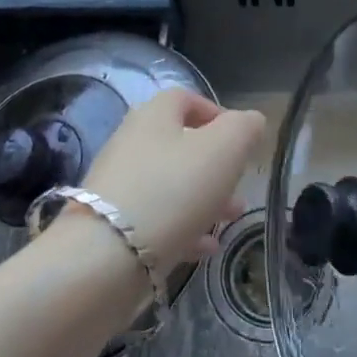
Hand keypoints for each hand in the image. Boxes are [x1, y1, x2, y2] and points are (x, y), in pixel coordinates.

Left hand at [80, 89, 265, 269]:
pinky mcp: (111, 226)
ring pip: (171, 184)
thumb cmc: (173, 190)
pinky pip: (156, 219)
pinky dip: (184, 227)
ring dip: (205, 198)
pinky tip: (205, 247)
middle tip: (241, 184)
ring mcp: (118, 186)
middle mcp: (131, 144)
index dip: (216, 112)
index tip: (241, 139)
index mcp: (154, 116)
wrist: (105, 258)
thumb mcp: (224, 149)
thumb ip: (244, 128)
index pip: (186, 98)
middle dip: (216, 164)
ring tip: (232, 217)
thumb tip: (250, 121)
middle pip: (180, 144)